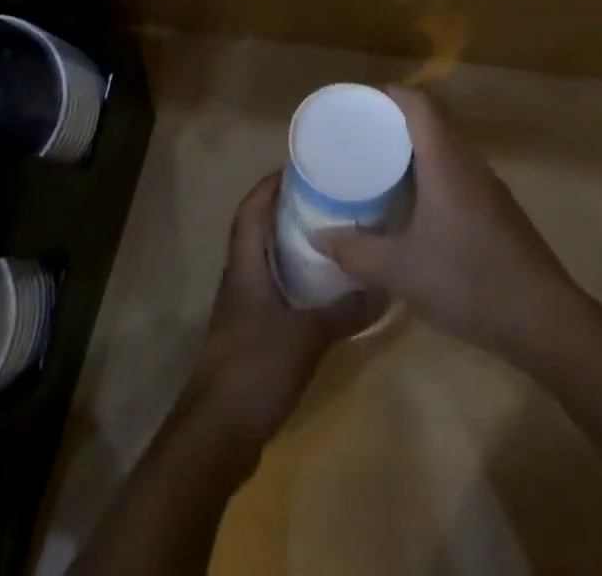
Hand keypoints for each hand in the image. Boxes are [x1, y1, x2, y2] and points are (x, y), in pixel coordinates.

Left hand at [186, 172, 377, 451]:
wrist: (216, 435)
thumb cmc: (254, 368)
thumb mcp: (306, 336)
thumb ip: (344, 311)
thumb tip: (385, 287)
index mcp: (244, 267)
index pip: (250, 211)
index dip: (268, 185)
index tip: (297, 167)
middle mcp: (239, 280)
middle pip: (257, 232)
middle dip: (285, 211)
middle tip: (324, 198)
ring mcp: (242, 311)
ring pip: (265, 263)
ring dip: (290, 246)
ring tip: (328, 237)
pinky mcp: (250, 338)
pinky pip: (272, 293)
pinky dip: (293, 281)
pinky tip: (321, 292)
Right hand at [314, 87, 579, 362]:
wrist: (546, 322)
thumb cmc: (469, 282)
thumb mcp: (401, 271)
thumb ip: (356, 251)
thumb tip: (318, 235)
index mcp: (446, 162)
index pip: (419, 105)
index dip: (389, 95)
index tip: (359, 103)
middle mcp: (469, 164)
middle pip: (432, 122)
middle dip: (395, 122)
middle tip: (359, 137)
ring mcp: (489, 188)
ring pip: (447, 150)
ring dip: (415, 150)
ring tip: (380, 168)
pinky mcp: (499, 211)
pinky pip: (458, 174)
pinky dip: (432, 174)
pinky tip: (416, 207)